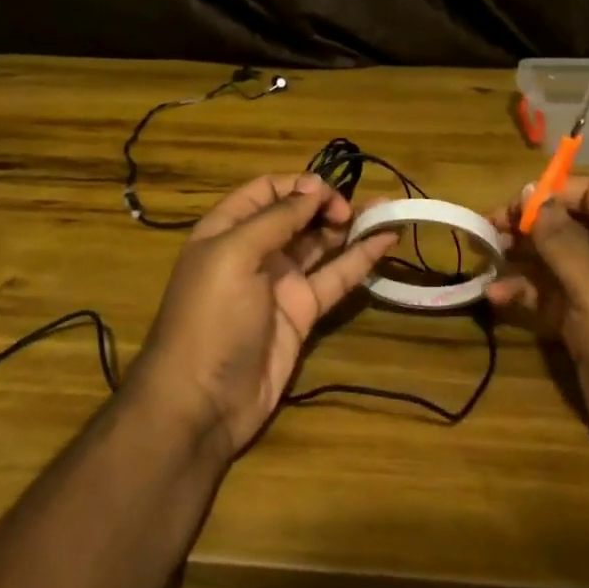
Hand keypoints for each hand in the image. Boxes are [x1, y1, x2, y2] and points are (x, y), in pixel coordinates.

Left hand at [133, 174, 397, 462]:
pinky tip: (386, 239)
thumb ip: (276, 219)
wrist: (202, 402)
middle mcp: (255, 250)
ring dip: (348, 225)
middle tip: (350, 210)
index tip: (326, 192)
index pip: (266, 191)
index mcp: (227, 229)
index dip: (297, 185)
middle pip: (296, 214)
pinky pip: (335, 277)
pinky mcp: (303, 312)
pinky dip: (361, 258)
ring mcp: (281, 282)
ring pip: (320, 243)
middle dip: (326, 203)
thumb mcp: (234, 255)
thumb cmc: (210, 317)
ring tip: (384, 209)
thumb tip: (313, 188)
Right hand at [487, 176, 588, 482]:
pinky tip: (494, 297)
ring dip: (519, 256)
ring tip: (485, 255)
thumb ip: (561, 239)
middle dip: (529, 223)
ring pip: (552, 261)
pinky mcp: (582, 328)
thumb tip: (532, 192)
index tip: (517, 202)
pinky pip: (547, 298)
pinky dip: (522, 294)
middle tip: (490, 225)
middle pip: (568, 225)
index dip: (557, 190)